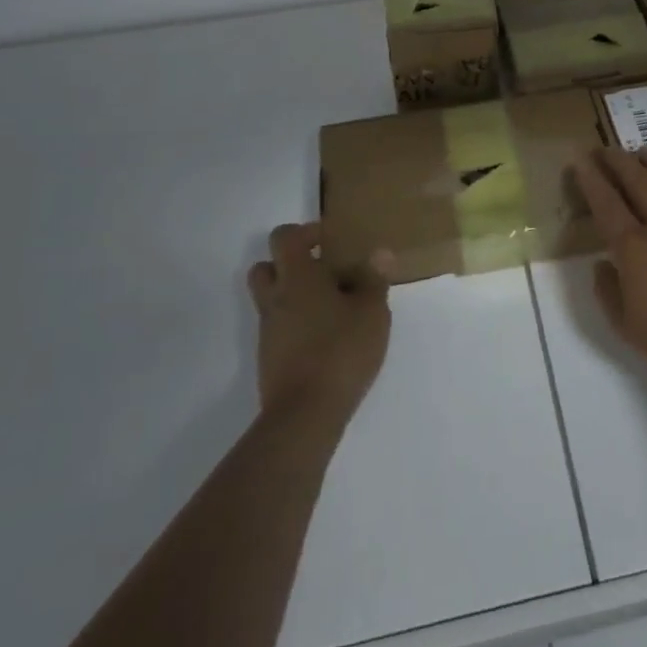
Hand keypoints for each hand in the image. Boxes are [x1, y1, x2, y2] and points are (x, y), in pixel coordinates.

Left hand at [247, 223, 391, 427]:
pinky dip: (296, 323)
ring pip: (271, 299)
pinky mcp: (269, 357)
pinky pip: (279, 327)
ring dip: (294, 295)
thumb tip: (379, 252)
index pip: (284, 237)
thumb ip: (374, 279)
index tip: (331, 242)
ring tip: (332, 306)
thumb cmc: (341, 350)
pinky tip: (327, 337)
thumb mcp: (372, 312)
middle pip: (266, 266)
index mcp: (297, 277)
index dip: (306, 232)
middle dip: (290, 263)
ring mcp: (268, 330)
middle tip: (324, 271)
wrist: (305, 414)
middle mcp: (275, 298)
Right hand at [573, 147, 646, 396]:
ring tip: (640, 151)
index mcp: (635, 250)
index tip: (580, 158)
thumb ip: (608, 292)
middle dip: (618, 162)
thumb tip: (602, 264)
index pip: (606, 204)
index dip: (591, 179)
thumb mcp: (626, 328)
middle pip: (639, 184)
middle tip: (606, 148)